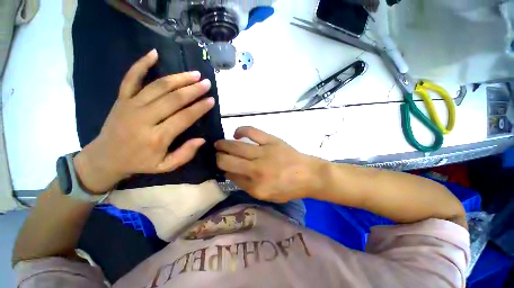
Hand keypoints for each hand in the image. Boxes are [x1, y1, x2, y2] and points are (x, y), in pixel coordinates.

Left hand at [73, 49, 214, 192]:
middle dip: (193, 90)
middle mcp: (144, 118)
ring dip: (178, 78)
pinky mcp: (121, 99)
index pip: (184, 118)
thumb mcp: (165, 166)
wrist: (105, 157)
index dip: (200, 108)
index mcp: (157, 137)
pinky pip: (131, 78)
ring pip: (158, 86)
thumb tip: (202, 139)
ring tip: (194, 74)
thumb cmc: (139, 162)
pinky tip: (153, 53)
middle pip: (173, 99)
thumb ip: (185, 154)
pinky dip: (141, 64)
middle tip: (206, 83)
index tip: (211, 100)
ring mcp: (130, 105)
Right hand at [215, 127, 324, 202]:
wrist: (309, 174)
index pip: (231, 176)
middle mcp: (257, 169)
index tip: (222, 167)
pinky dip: (241, 130)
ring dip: (223, 144)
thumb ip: (246, 186)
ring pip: (236, 146)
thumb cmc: (288, 188)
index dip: (224, 170)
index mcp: (256, 186)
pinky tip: (236, 133)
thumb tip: (230, 173)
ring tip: (218, 144)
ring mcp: (264, 152)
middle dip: (218, 157)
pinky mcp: (271, 140)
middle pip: (228, 161)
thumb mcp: (266, 195)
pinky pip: (252, 132)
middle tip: (216, 154)